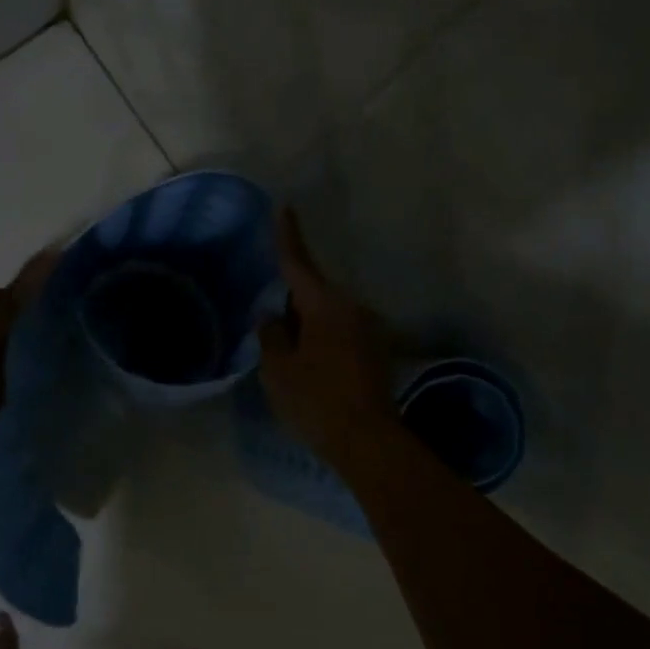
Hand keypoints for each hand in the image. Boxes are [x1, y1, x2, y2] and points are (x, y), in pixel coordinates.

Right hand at [257, 208, 395, 468]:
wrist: (367, 441)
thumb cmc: (315, 400)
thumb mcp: (278, 368)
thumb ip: (271, 335)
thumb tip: (272, 317)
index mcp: (326, 305)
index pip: (299, 264)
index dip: (288, 237)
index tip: (284, 207)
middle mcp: (354, 309)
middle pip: (314, 295)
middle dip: (292, 303)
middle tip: (271, 326)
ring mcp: (371, 331)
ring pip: (329, 317)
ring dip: (309, 327)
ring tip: (290, 357)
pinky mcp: (378, 354)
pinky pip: (342, 335)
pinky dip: (324, 343)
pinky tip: (313, 369)